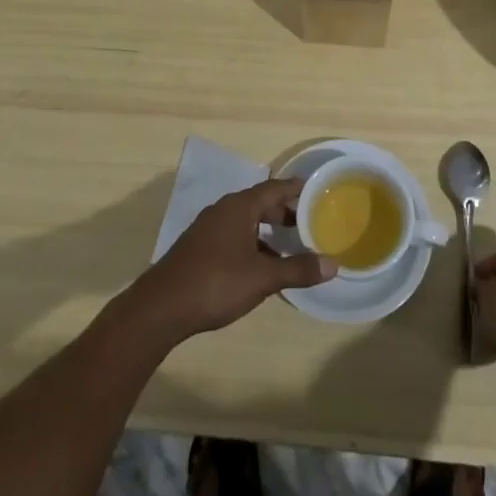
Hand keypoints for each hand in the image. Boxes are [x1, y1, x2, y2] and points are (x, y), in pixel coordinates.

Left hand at [127, 178, 336, 343]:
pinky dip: (252, 244)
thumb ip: (297, 269)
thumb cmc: (216, 283)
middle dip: (284, 213)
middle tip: (309, 225)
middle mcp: (223, 210)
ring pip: (245, 222)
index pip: (274, 188)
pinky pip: (233, 236)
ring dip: (267, 232)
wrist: (162, 307)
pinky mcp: (199, 248)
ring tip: (290, 248)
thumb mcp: (262, 277)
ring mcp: (208, 229)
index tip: (316, 191)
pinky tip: (261, 267)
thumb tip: (334, 264)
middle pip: (260, 203)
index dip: (295, 189)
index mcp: (239, 207)